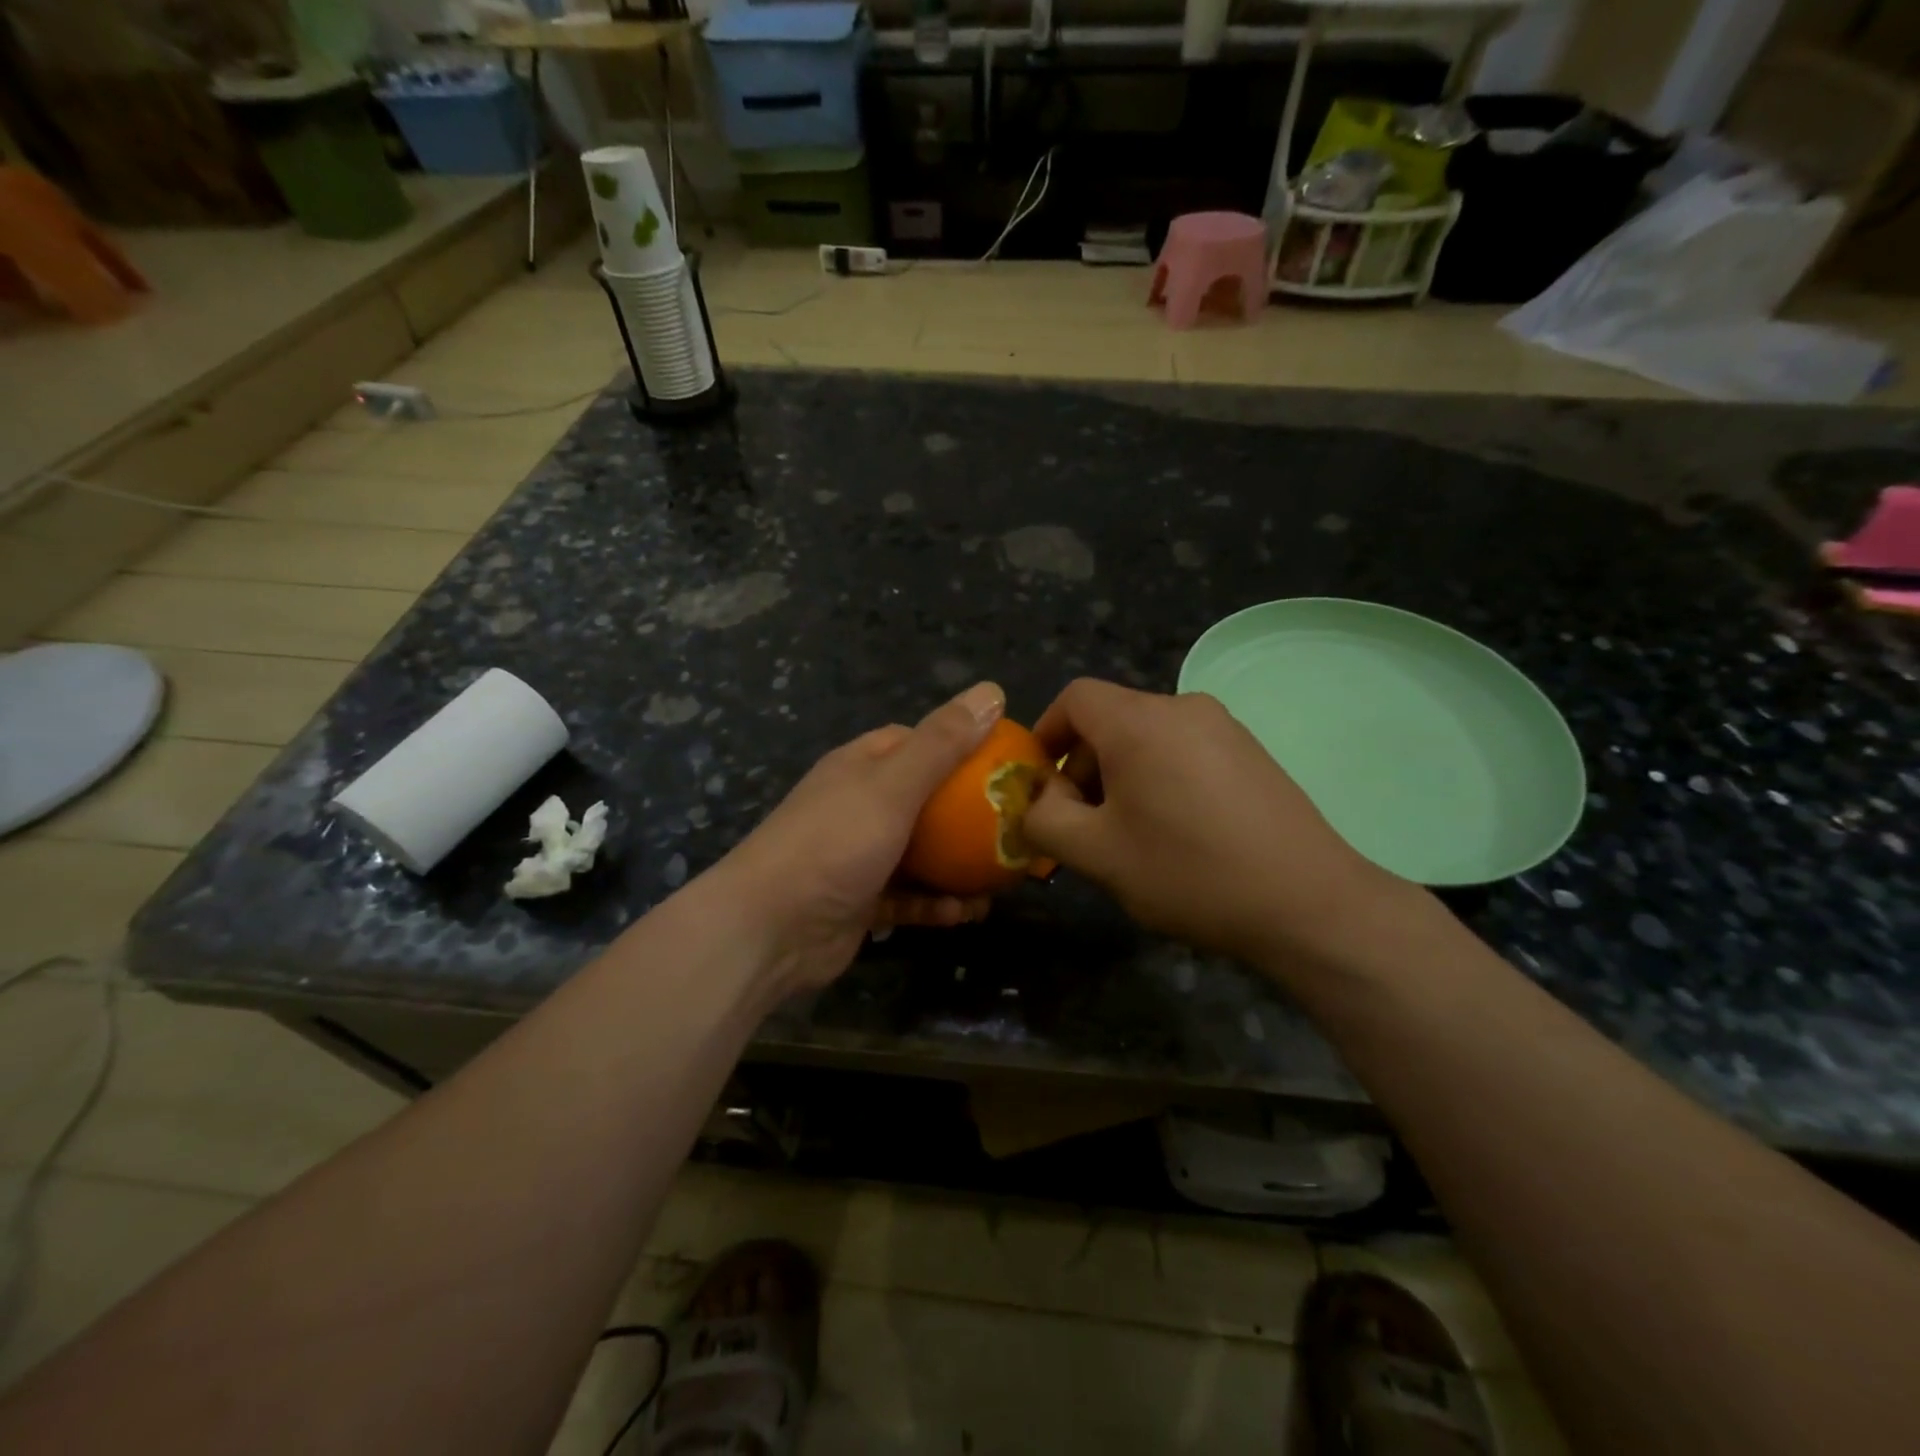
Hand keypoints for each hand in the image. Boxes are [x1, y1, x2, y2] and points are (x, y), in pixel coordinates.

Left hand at [713, 681, 1006, 995]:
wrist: (769, 929)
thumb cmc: (834, 843)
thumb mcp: (893, 785)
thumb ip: (943, 742)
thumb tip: (991, 690)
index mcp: (860, 766)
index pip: (915, 741)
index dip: (959, 745)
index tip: (1002, 761)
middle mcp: (858, 805)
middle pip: (924, 800)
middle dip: (967, 813)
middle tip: (1014, 825)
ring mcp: (858, 855)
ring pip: (921, 853)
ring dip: (958, 864)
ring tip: (1003, 876)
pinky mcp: (861, 902)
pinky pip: (909, 897)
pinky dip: (935, 904)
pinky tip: (966, 913)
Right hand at [1022, 679, 1413, 973]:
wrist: (1309, 903)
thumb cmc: (1189, 873)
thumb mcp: (1097, 855)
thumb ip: (1045, 820)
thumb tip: (1040, 801)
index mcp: (1140, 722)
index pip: (1075, 698)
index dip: (1046, 733)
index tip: (1040, 783)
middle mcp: (1183, 708)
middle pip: (1111, 720)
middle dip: (1082, 766)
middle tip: (1080, 825)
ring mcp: (1224, 728)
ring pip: (1148, 738)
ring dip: (1120, 776)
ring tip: (1127, 835)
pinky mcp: (1251, 752)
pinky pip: (1184, 751)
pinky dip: (1160, 778)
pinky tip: (1175, 832)